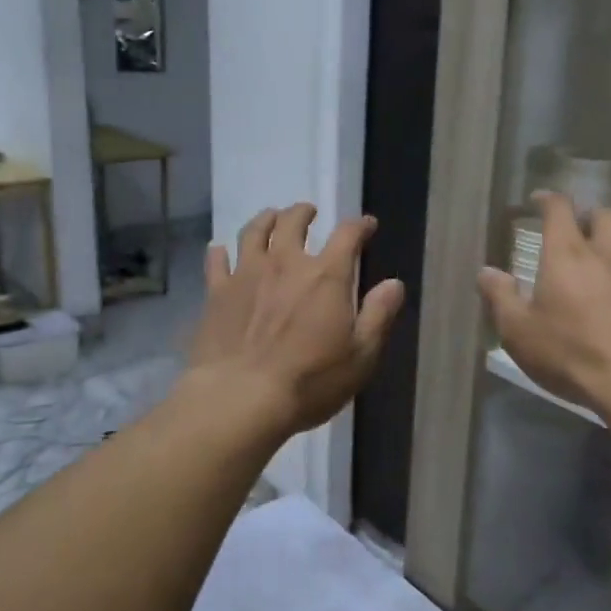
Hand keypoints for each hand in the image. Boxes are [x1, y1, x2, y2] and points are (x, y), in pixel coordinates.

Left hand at [187, 204, 405, 434]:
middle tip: (308, 212)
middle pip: (293, 222)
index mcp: (326, 276)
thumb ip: (378, 315)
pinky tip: (220, 250)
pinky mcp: (216, 293)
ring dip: (265, 219)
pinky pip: (216, 261)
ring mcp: (246, 274)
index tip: (366, 225)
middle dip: (304, 213)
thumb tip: (394, 283)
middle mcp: (286, 263)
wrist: (241, 398)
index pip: (348, 235)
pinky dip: (220, 252)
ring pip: (254, 232)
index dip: (359, 226)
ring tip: (270, 217)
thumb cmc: (310, 380)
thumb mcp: (361, 355)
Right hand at [479, 193, 610, 418]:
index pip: (559, 209)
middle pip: (604, 214)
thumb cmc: (572, 354)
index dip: (547, 199)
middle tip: (576, 228)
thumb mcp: (520, 332)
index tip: (537, 200)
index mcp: (567, 254)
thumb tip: (486, 272)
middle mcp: (608, 253)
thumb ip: (501, 298)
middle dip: (588, 215)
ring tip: (606, 253)